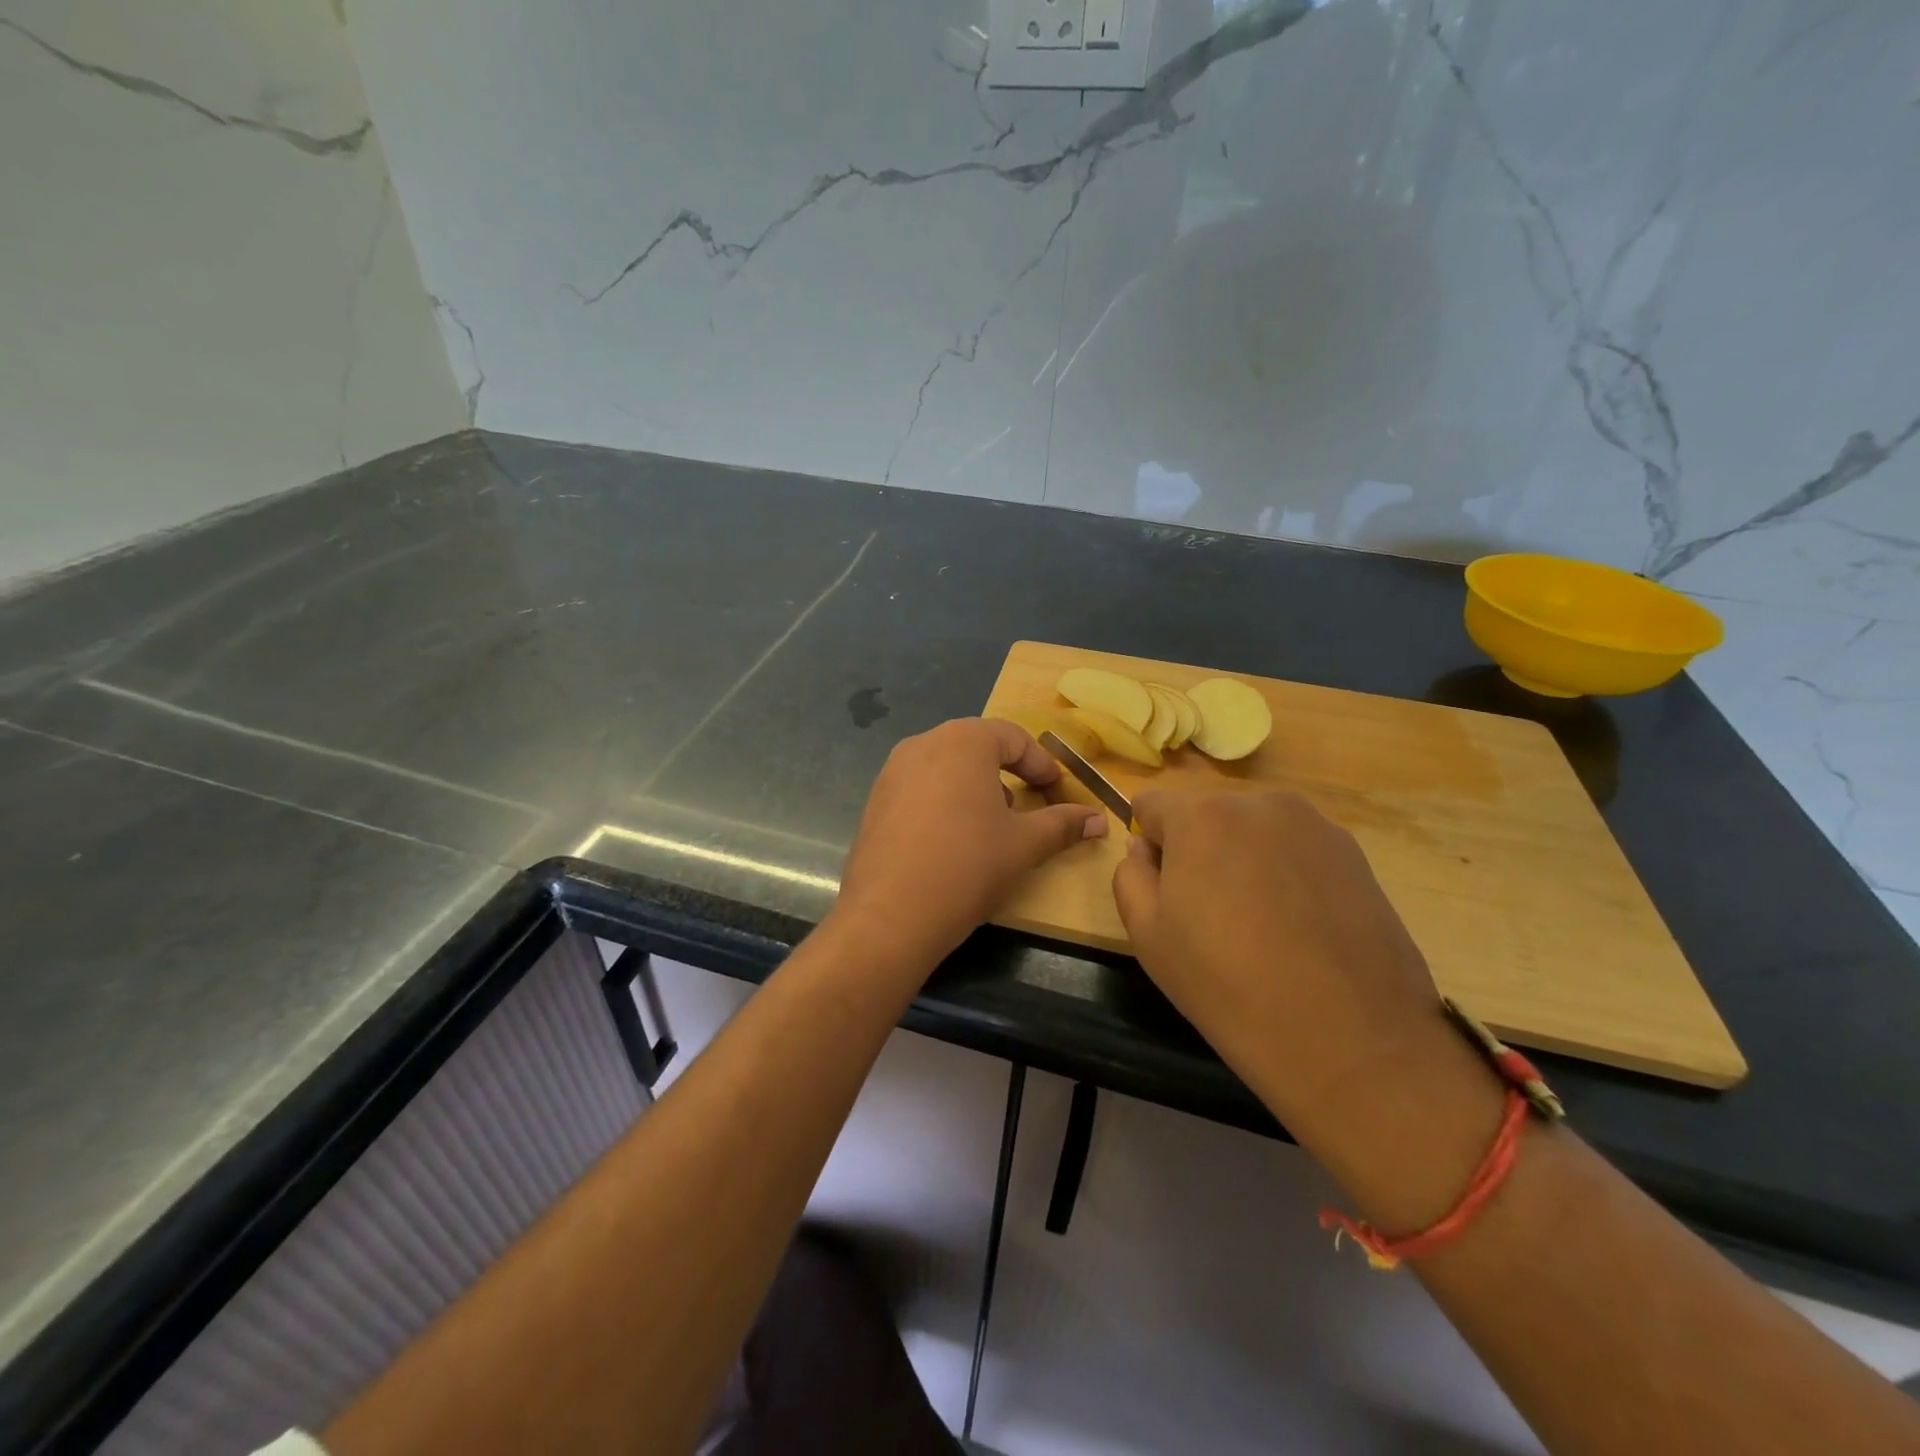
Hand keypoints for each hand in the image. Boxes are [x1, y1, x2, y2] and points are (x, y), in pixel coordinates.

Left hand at [834, 718, 1106, 963]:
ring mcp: (893, 771)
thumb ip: (1063, 824)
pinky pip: (920, 787)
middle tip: (1028, 802)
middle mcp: (924, 743)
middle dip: (1007, 771)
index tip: (1057, 790)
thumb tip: (1100, 820)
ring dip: (975, 784)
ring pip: (946, 765)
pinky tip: (952, 839)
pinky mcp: (875, 800)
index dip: (1041, 763)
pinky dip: (944, 800)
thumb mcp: (1024, 844)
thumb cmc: (968, 866)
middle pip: (976, 745)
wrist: (890, 915)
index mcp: (963, 741)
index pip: (1013, 736)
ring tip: (991, 823)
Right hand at [1112, 790, 1502, 1224]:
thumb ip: (1130, 876)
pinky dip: (1286, 873)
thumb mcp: (1147, 936)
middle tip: (1209, 913)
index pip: (1151, 804)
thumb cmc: (1227, 985)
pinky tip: (1299, 928)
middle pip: (1206, 813)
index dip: (1148, 843)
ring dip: (1243, 858)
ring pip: (1253, 830)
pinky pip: (1296, 849)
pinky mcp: (1355, 854)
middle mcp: (1259, 802)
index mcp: (1201, 815)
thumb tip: (1147, 850)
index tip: (1162, 888)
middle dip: (1197, 849)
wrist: (1350, 1039)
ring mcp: (1315, 825)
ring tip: (1260, 923)